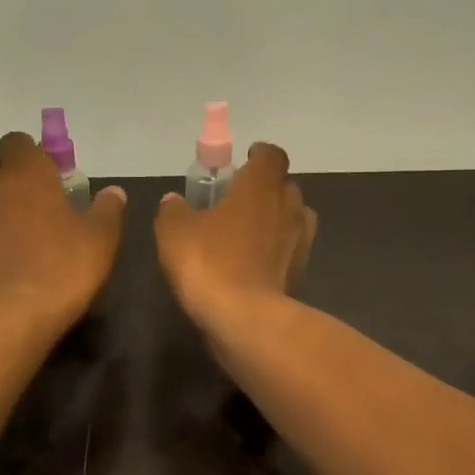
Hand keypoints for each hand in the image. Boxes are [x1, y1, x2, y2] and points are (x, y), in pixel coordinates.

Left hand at [0, 132, 126, 336]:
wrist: (12, 318)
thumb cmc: (63, 267)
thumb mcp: (101, 238)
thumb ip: (107, 209)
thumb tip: (113, 192)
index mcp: (25, 173)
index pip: (17, 141)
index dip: (34, 152)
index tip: (54, 173)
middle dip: (12, 173)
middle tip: (40, 196)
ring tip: (26, 227)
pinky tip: (10, 253)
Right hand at [155, 141, 315, 328]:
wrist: (244, 319)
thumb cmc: (209, 262)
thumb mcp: (174, 231)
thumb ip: (174, 210)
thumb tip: (174, 201)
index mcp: (261, 186)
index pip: (272, 155)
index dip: (259, 155)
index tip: (243, 160)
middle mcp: (288, 207)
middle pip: (285, 186)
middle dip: (265, 189)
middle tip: (238, 199)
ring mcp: (299, 242)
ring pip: (292, 219)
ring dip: (274, 220)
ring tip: (246, 232)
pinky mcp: (301, 274)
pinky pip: (289, 252)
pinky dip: (275, 252)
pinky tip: (252, 265)